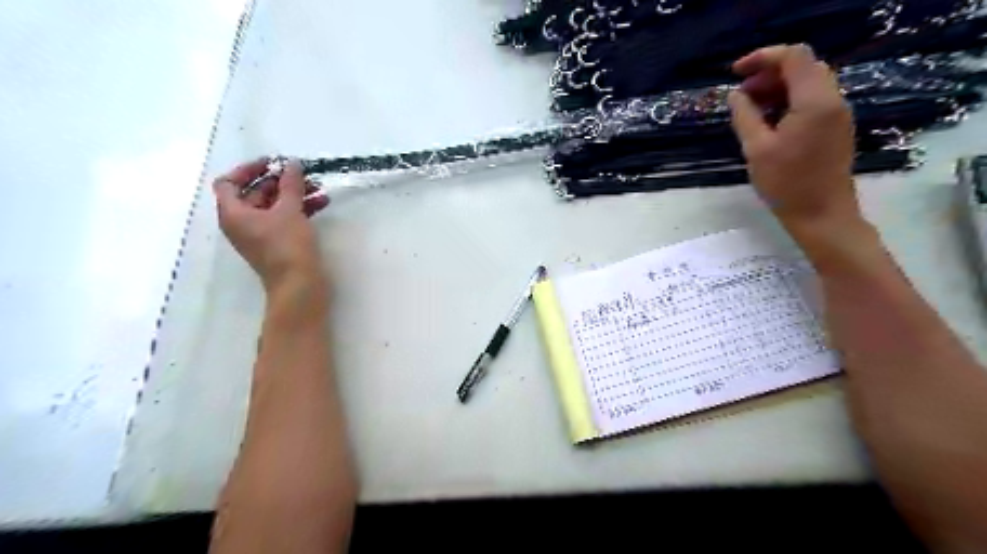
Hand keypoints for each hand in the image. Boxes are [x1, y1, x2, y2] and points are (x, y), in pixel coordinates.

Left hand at [212, 157, 330, 293]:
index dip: (249, 169)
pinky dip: (300, 209)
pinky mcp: (279, 243)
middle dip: (280, 181)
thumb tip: (291, 164)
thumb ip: (290, 185)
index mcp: (234, 214)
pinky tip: (321, 203)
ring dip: (294, 194)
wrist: (300, 285)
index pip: (229, 182)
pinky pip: (285, 218)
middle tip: (302, 173)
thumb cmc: (288, 246)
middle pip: (255, 193)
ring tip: (319, 188)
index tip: (273, 163)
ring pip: (274, 206)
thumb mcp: (290, 210)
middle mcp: (243, 223)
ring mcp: (261, 234)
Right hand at [727, 44, 861, 230]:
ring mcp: (837, 113)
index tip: (735, 73)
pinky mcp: (835, 127)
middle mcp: (832, 99)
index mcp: (814, 101)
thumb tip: (735, 95)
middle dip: (769, 73)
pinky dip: (789, 100)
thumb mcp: (757, 149)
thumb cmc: (786, 184)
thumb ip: (745, 116)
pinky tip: (769, 121)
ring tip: (750, 108)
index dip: (762, 58)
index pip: (794, 56)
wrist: (821, 214)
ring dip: (778, 87)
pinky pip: (813, 100)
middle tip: (741, 94)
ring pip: (808, 83)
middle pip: (803, 67)